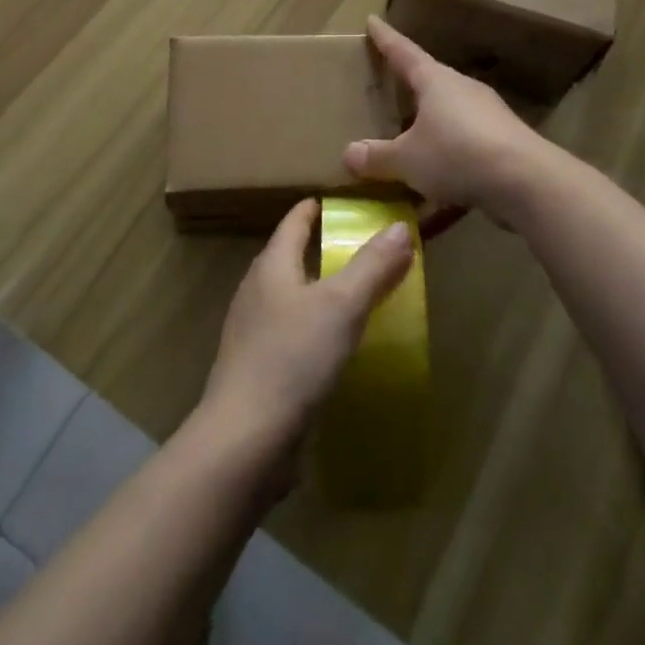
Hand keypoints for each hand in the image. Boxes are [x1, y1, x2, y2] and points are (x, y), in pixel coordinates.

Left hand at [197, 199, 414, 476]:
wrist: (244, 441)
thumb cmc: (292, 359)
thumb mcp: (341, 306)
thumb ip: (372, 266)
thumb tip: (399, 226)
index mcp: (271, 265)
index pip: (295, 220)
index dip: (320, 207)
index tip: (350, 203)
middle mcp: (257, 291)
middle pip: (293, 256)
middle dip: (326, 248)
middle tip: (369, 248)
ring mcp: (253, 332)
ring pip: (293, 296)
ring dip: (323, 291)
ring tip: (362, 294)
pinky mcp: (259, 369)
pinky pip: (293, 333)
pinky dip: (317, 328)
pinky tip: (339, 346)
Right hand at [344, 16, 551, 231]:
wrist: (527, 181)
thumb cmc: (457, 154)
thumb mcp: (407, 159)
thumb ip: (377, 157)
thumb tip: (348, 154)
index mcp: (435, 81)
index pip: (403, 51)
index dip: (385, 38)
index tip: (372, 20)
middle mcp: (462, 89)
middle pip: (430, 79)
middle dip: (409, 82)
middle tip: (388, 82)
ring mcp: (487, 114)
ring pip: (448, 112)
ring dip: (429, 122)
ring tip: (409, 136)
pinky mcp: (503, 141)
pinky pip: (464, 142)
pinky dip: (447, 153)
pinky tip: (437, 180)